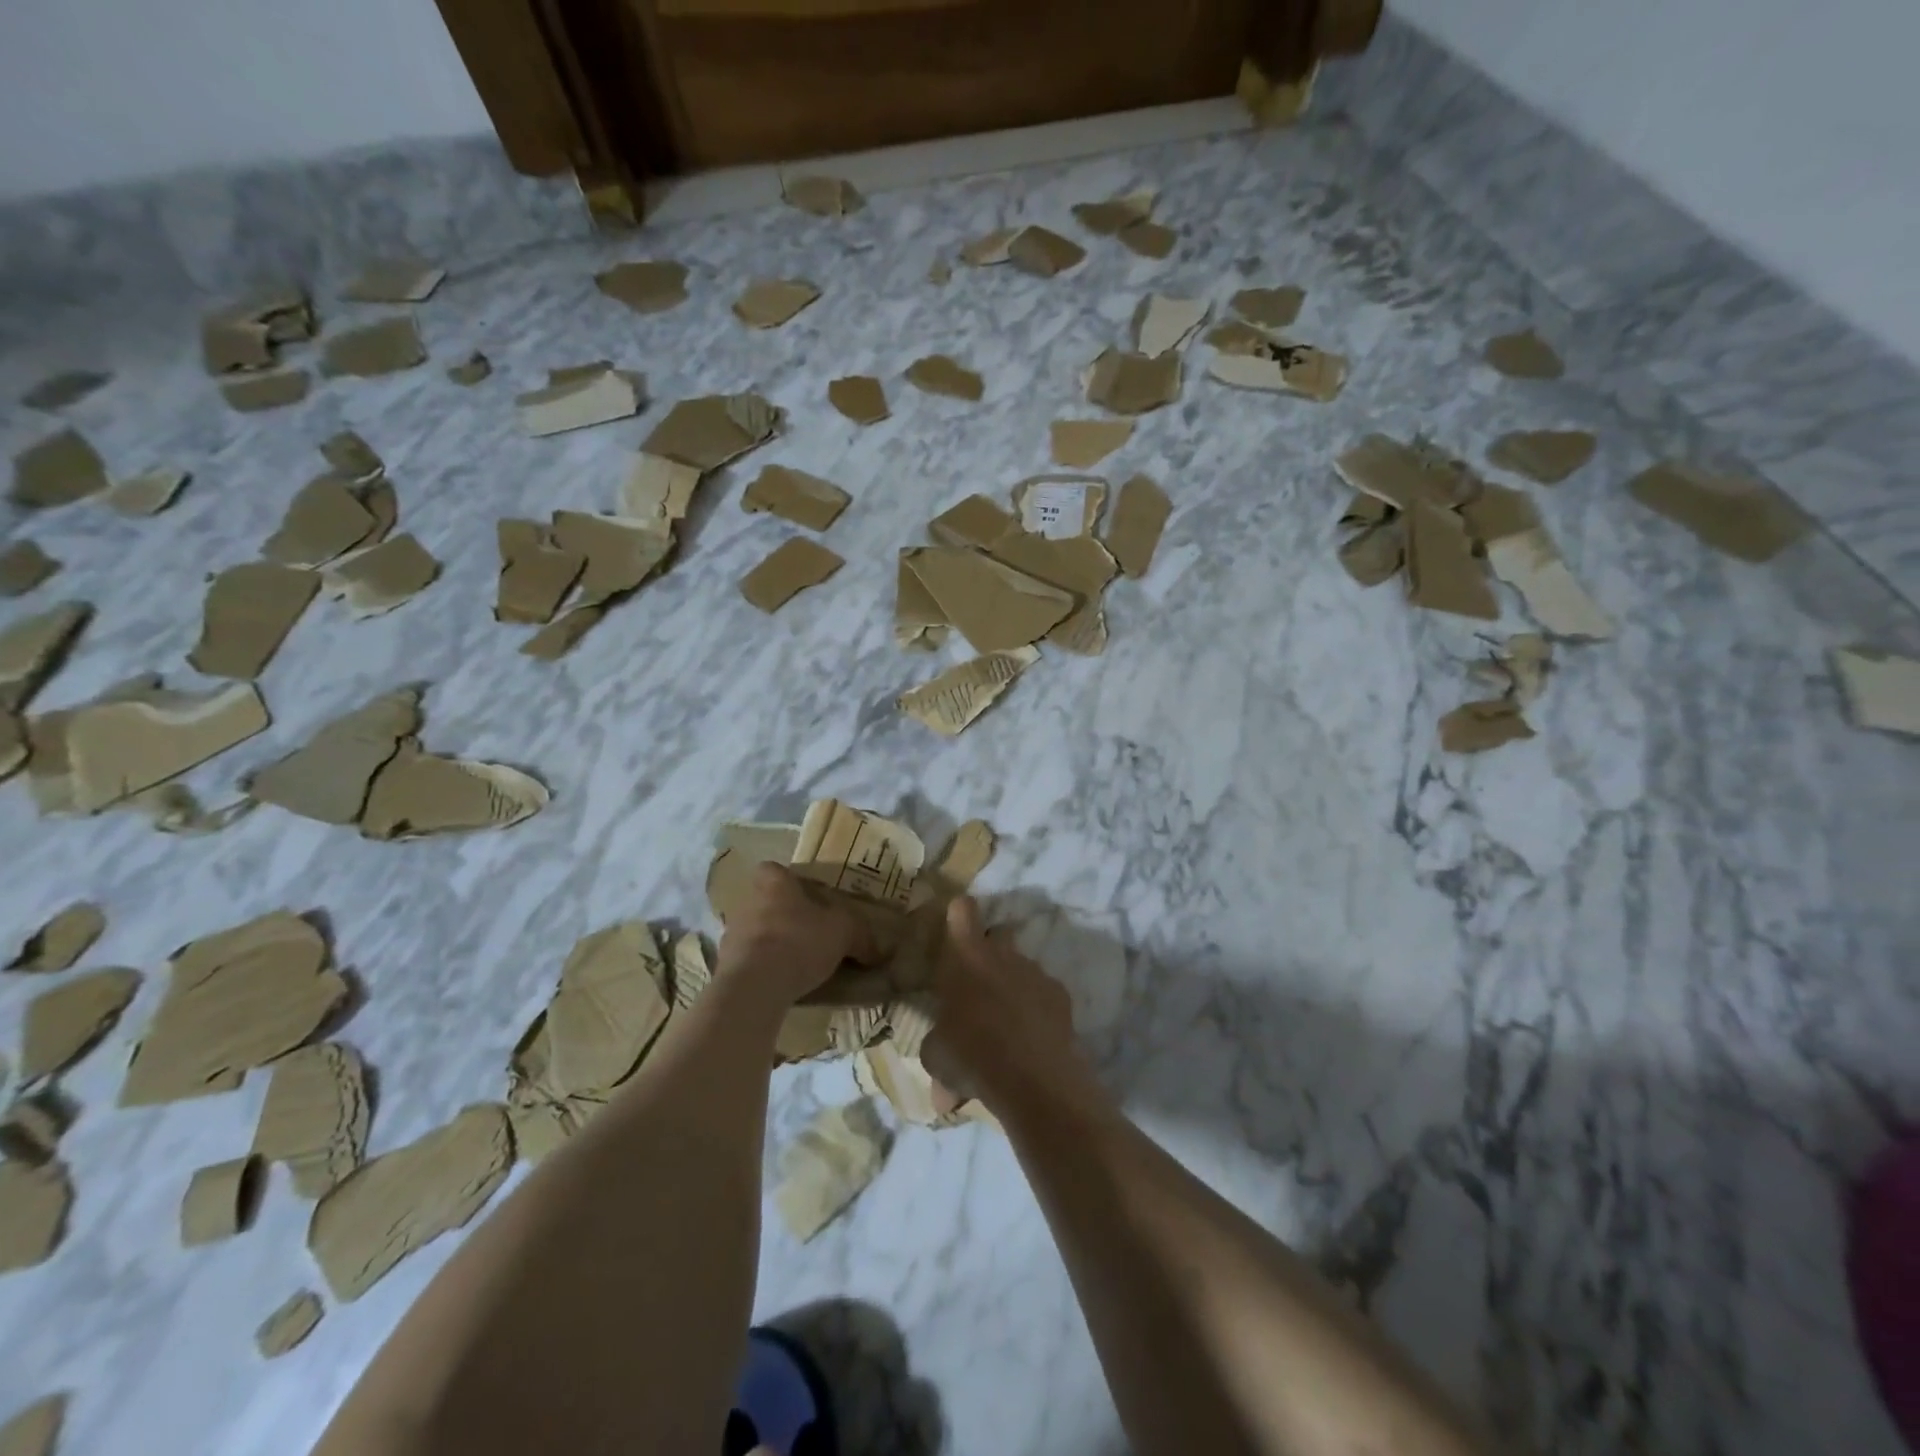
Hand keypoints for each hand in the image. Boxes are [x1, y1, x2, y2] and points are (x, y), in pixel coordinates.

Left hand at [717, 863, 880, 1006]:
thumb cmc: (799, 942)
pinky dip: (764, 970)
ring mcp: (732, 935)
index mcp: (773, 883)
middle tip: (810, 933)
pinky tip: (784, 985)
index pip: (774, 869)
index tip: (807, 896)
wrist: (754, 986)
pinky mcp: (725, 966)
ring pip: (756, 932)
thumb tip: (882, 950)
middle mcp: (747, 902)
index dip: (790, 881)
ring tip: (799, 964)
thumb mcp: (843, 933)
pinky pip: (749, 962)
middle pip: (766, 902)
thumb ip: (861, 936)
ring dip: (773, 944)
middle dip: (785, 915)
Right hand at [922, 896, 1102, 1117]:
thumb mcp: (937, 1058)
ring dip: (1013, 983)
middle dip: (990, 948)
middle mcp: (1002, 954)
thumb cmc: (972, 1056)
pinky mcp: (1060, 994)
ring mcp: (1035, 972)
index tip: (955, 929)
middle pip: (998, 931)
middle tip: (979, 982)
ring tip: (1005, 1022)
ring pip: (1022, 964)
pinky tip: (1031, 1037)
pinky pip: (1044, 991)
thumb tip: (940, 1090)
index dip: (959, 914)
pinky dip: (1037, 1007)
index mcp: (965, 957)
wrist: (1034, 1080)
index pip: (962, 910)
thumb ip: (938, 1053)